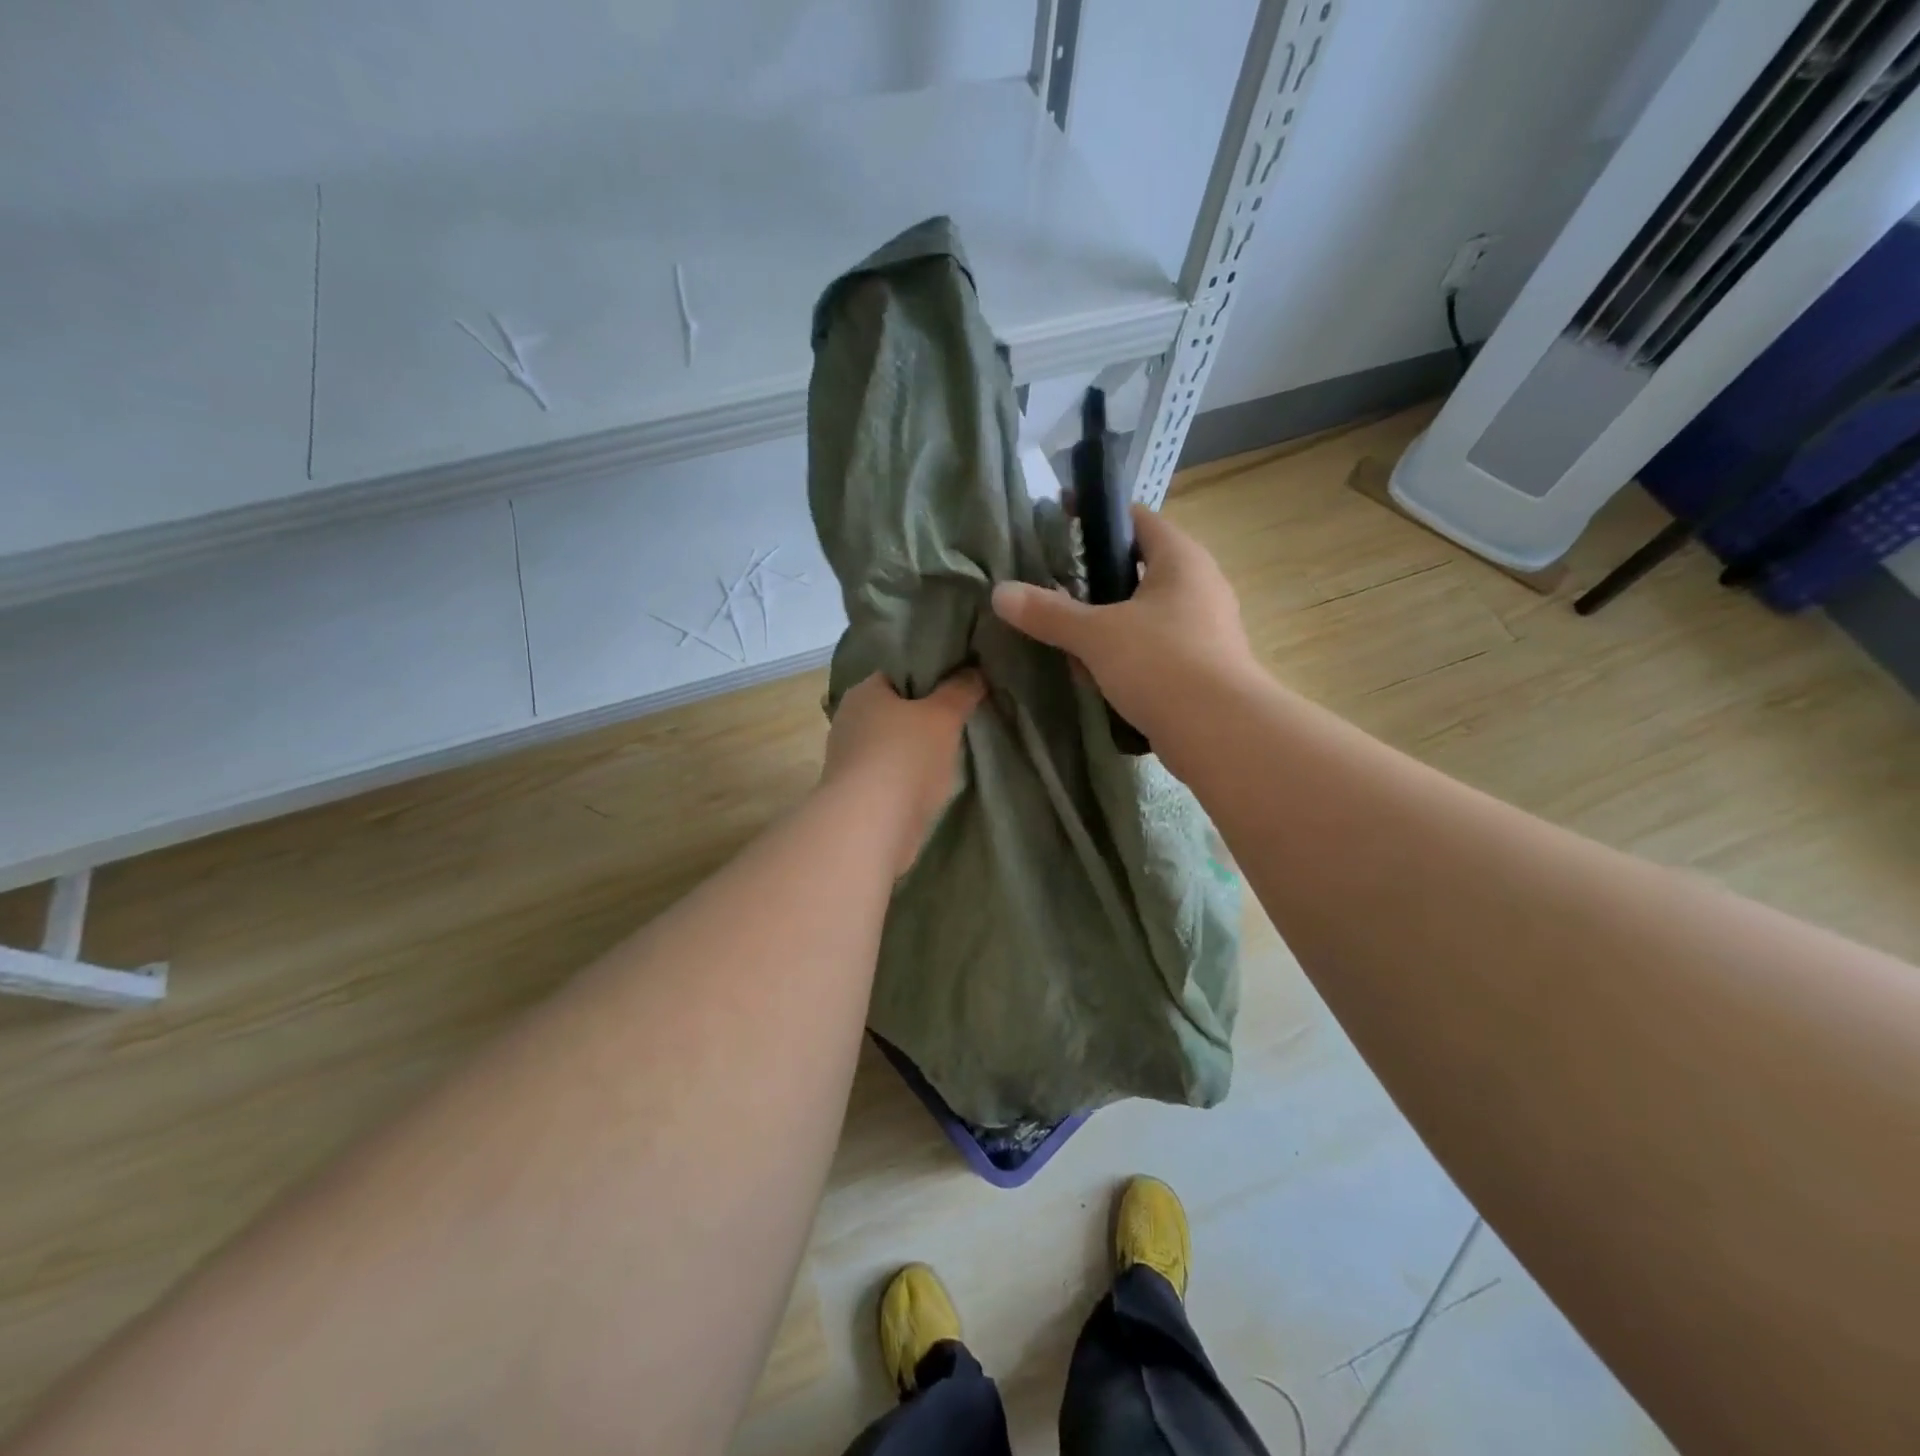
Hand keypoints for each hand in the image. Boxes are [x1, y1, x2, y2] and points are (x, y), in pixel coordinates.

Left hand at [822, 670, 985, 875]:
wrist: (871, 827)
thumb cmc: (906, 758)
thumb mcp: (944, 716)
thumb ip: (961, 690)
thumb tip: (974, 671)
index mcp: (863, 691)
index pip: (899, 671)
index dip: (930, 675)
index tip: (960, 685)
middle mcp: (849, 719)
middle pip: (895, 708)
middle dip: (925, 715)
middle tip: (962, 718)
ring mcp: (848, 758)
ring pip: (892, 743)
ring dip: (917, 748)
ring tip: (953, 752)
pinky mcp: (855, 792)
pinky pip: (889, 773)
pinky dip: (908, 776)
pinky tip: (932, 783)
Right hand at [991, 505, 1253, 740]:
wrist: (1221, 733)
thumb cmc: (1161, 663)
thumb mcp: (1095, 635)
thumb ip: (1048, 613)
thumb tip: (1000, 593)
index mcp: (1180, 559)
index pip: (1136, 518)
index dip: (1096, 515)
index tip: (1059, 520)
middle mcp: (1199, 586)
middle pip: (1137, 569)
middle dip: (1095, 583)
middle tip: (1056, 594)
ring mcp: (1204, 629)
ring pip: (1143, 615)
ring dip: (1107, 629)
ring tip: (1071, 647)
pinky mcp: (1202, 667)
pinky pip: (1154, 650)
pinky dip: (1125, 660)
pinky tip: (1099, 682)